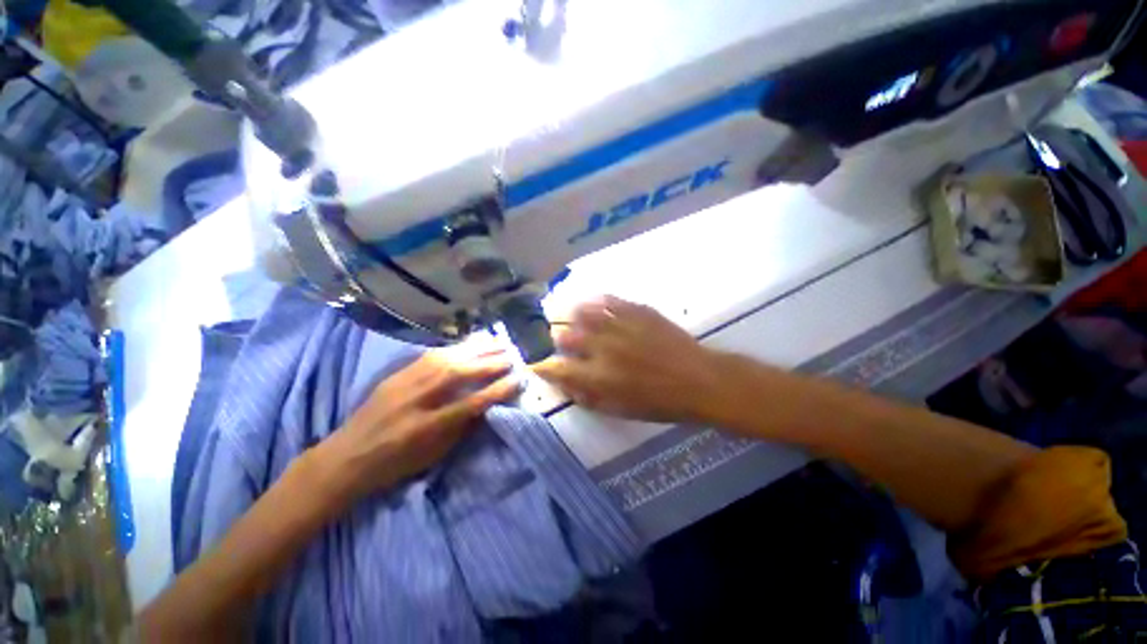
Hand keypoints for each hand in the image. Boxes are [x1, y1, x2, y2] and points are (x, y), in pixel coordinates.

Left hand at [317, 340, 520, 501]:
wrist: (346, 457)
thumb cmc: (394, 464)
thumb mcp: (433, 455)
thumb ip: (461, 429)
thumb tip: (487, 406)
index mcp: (428, 427)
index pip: (472, 403)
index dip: (498, 390)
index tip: (518, 380)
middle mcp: (417, 399)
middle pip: (460, 374)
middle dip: (490, 363)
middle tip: (512, 355)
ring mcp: (405, 383)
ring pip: (447, 359)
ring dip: (475, 349)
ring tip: (496, 342)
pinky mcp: (398, 374)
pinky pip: (430, 355)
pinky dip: (454, 348)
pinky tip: (469, 344)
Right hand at [533, 296, 725, 422]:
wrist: (698, 380)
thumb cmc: (659, 403)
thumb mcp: (620, 410)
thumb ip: (588, 398)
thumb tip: (566, 385)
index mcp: (597, 377)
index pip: (556, 369)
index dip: (542, 366)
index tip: (537, 364)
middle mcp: (602, 348)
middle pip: (564, 336)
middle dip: (556, 338)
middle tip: (560, 339)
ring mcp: (619, 326)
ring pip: (581, 312)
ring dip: (571, 316)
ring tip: (570, 316)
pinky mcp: (636, 311)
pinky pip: (608, 300)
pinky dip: (596, 302)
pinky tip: (595, 303)